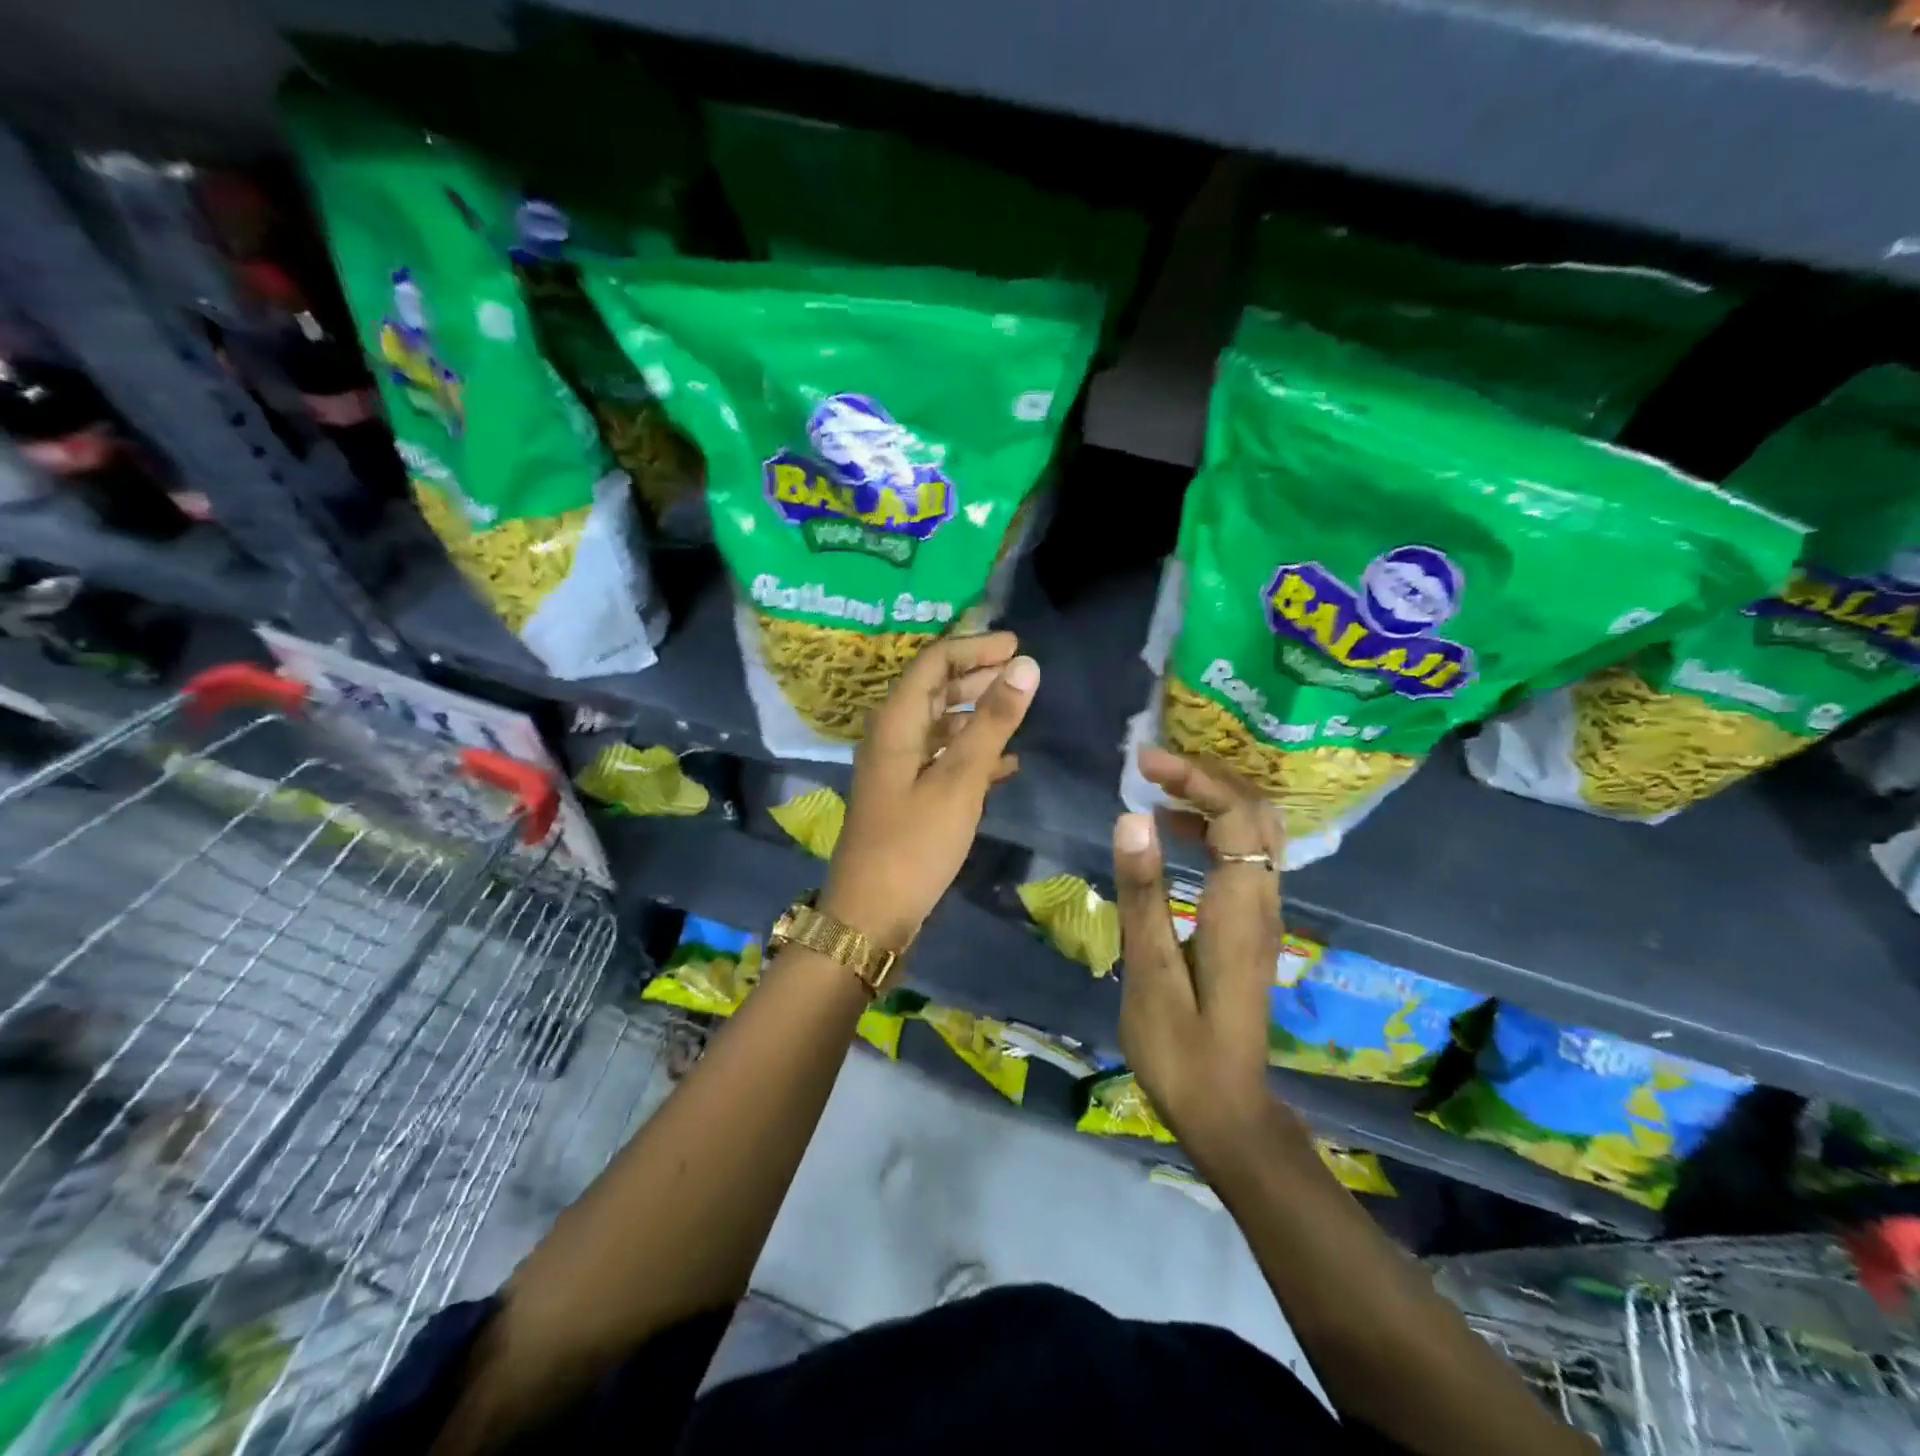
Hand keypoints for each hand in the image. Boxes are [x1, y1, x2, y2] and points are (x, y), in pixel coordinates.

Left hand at [820, 633, 1038, 948]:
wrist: (871, 914)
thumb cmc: (914, 844)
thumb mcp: (959, 780)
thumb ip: (992, 722)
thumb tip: (1025, 665)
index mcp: (896, 722)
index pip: (933, 663)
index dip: (974, 648)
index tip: (1016, 645)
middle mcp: (892, 736)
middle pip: (934, 689)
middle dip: (976, 675)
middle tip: (1020, 671)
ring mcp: (898, 768)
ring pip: (940, 725)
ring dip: (976, 713)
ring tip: (1017, 709)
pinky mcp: (907, 796)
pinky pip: (943, 759)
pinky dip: (973, 753)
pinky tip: (1006, 764)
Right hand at [1112, 747, 1289, 1160]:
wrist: (1226, 1110)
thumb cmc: (1180, 1049)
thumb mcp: (1150, 973)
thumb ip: (1143, 894)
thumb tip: (1131, 819)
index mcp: (1241, 909)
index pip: (1235, 815)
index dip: (1195, 778)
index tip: (1144, 764)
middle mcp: (1265, 901)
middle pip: (1256, 812)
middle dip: (1209, 776)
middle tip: (1153, 766)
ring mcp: (1264, 913)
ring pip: (1257, 831)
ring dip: (1214, 798)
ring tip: (1158, 789)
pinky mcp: (1253, 925)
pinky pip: (1246, 854)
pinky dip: (1215, 827)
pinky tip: (1173, 835)